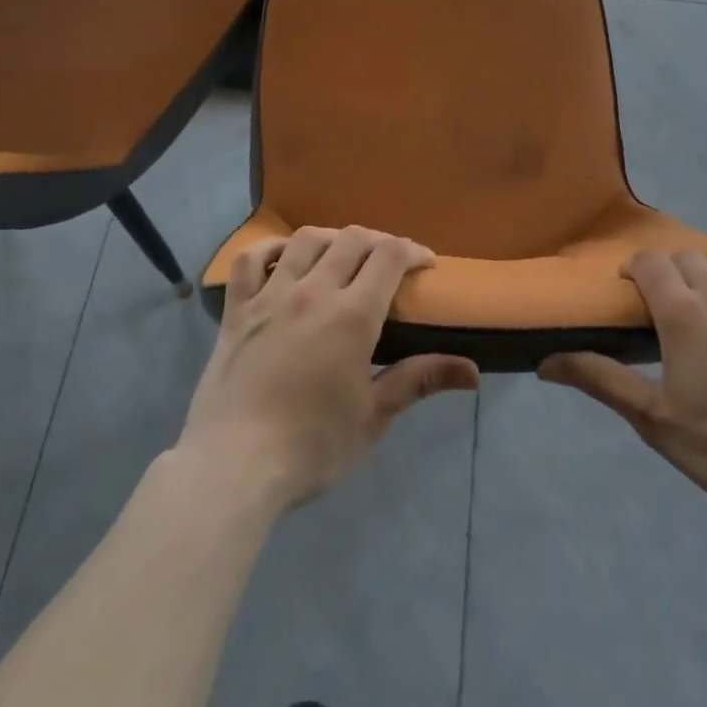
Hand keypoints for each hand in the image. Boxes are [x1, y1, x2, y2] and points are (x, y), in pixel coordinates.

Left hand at [178, 226, 479, 510]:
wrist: (233, 467)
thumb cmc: (312, 446)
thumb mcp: (373, 417)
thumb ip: (419, 380)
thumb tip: (473, 372)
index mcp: (352, 316)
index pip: (389, 256)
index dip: (412, 250)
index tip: (425, 263)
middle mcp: (312, 292)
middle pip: (351, 239)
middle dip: (378, 241)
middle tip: (388, 261)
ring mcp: (269, 296)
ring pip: (305, 241)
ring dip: (331, 238)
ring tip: (341, 254)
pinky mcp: (235, 310)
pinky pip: (249, 261)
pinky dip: (268, 249)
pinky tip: (282, 258)